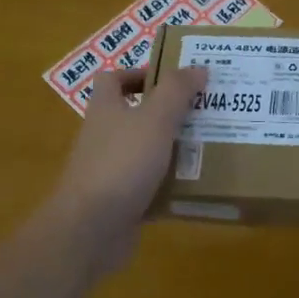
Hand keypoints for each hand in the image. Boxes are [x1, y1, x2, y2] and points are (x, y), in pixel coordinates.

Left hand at [45, 65, 205, 271]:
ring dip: (173, 148)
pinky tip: (196, 185)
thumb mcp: (155, 119)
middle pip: (135, 115)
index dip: (139, 74)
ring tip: (208, 145)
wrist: (90, 230)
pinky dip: (170, 185)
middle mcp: (104, 136)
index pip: (113, 79)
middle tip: (203, 111)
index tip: (173, 81)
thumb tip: (197, 68)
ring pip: (145, 151)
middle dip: (168, 113)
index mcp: (106, 108)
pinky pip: (150, 186)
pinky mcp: (120, 201)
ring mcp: (110, 170)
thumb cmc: (121, 163)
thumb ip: (177, 91)